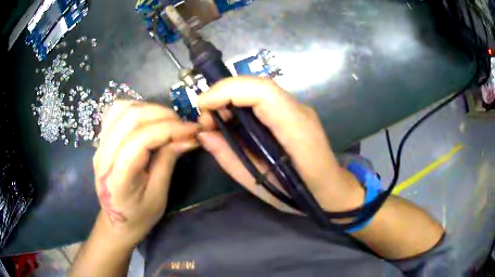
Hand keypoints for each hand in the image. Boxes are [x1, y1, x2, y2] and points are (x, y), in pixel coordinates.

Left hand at [93, 100, 198, 246]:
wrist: (116, 222)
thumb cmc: (139, 216)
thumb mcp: (158, 196)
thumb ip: (168, 162)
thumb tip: (188, 137)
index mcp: (118, 177)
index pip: (141, 139)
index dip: (169, 129)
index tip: (193, 130)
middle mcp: (103, 156)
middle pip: (130, 117)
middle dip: (161, 115)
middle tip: (182, 125)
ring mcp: (99, 145)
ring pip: (121, 109)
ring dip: (148, 109)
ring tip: (166, 121)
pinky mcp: (101, 140)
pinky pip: (116, 113)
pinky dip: (135, 108)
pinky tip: (147, 119)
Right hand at [197, 77, 363, 213]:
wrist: (332, 189)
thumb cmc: (302, 195)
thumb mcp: (261, 185)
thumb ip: (231, 159)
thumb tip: (204, 135)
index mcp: (297, 131)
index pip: (264, 93)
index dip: (228, 91)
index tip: (202, 106)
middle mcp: (300, 112)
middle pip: (259, 85)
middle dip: (224, 94)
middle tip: (206, 120)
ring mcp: (299, 109)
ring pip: (260, 89)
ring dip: (231, 98)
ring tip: (215, 122)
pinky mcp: (294, 112)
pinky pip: (264, 99)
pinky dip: (241, 104)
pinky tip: (231, 121)